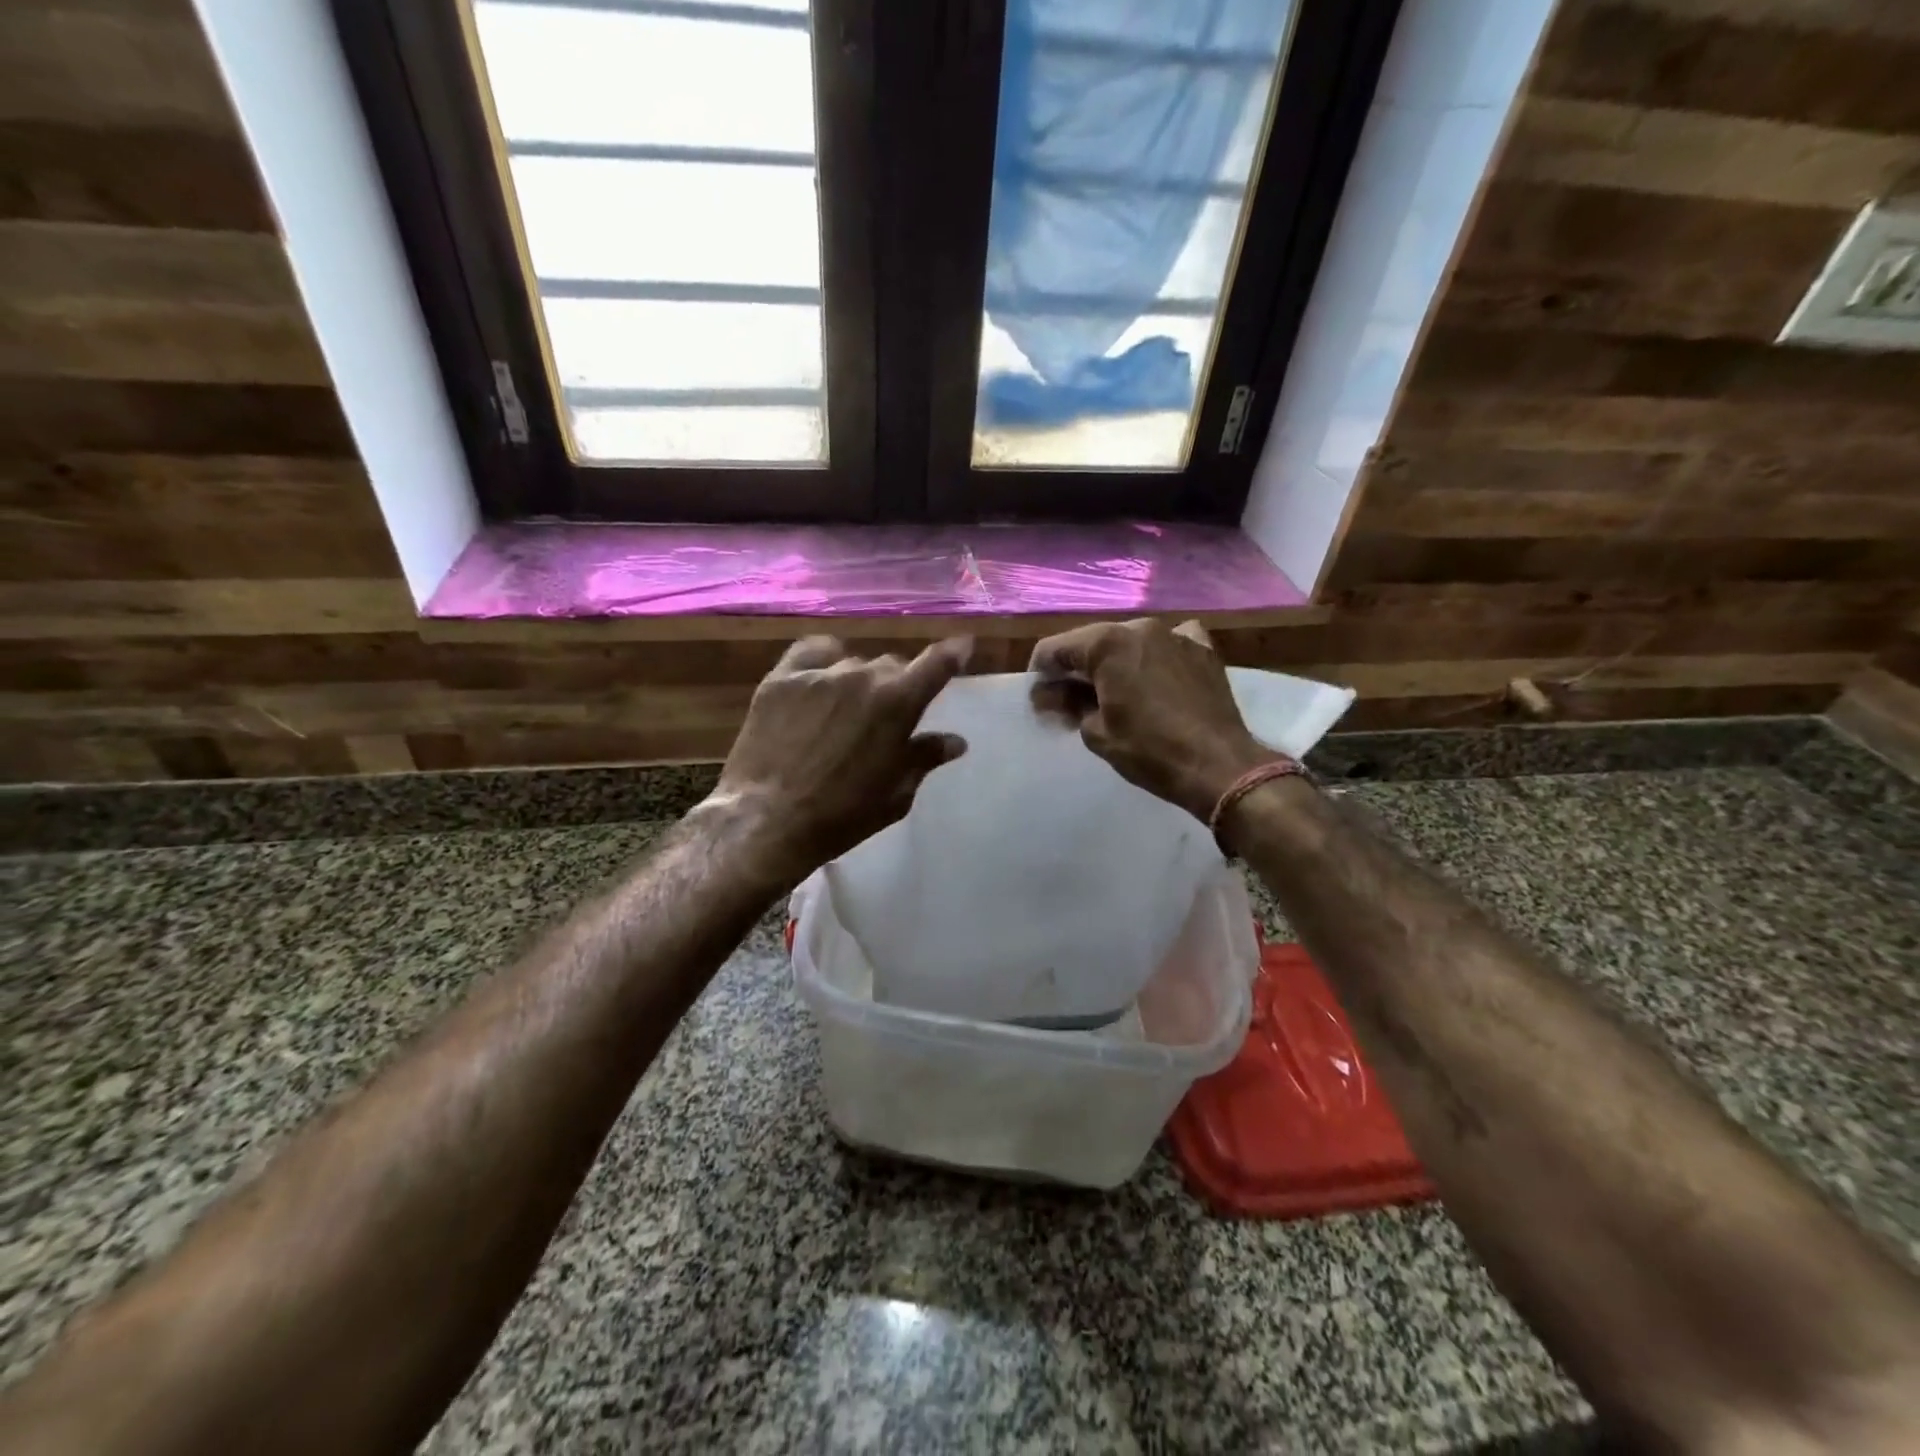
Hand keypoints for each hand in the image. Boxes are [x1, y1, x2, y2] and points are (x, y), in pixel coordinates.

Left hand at [708, 635, 971, 882]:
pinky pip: (811, 653)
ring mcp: (819, 674)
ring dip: (857, 682)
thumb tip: (954, 741)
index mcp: (898, 703)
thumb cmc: (842, 816)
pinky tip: (818, 681)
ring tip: (842, 711)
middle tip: (883, 717)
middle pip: (890, 666)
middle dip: (894, 686)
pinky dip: (822, 662)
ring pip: (852, 663)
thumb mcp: (895, 795)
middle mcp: (862, 676)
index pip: (936, 665)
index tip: (963, 643)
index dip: (953, 652)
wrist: (768, 821)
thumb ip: (924, 759)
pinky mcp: (781, 678)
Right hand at [1030, 618, 1269, 822]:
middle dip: (1076, 669)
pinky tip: (1155, 676)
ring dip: (1114, 663)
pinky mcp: (1203, 649)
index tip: (1039, 700)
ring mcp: (1175, 634)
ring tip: (1112, 694)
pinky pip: (1168, 643)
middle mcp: (1139, 627)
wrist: (1218, 765)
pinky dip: (1154, 656)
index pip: (1055, 649)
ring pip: (1129, 641)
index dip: (1040, 674)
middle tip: (1069, 702)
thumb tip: (1050, 695)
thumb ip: (1068, 705)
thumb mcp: (1096, 732)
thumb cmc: (1149, 751)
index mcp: (1107, 643)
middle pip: (1092, 642)